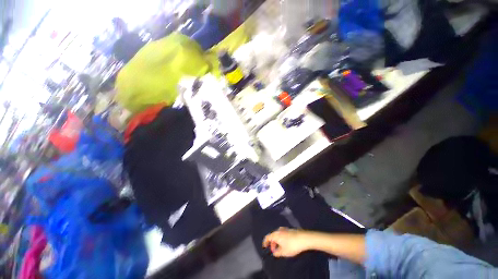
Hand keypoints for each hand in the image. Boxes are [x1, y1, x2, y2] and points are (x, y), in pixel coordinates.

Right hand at [262, 227, 309, 256]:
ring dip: (277, 241)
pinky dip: (281, 239)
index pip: (267, 237)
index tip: (264, 247)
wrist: (303, 238)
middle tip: (274, 250)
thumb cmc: (292, 245)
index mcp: (275, 235)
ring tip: (280, 249)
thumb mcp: (284, 252)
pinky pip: (282, 234)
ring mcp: (284, 229)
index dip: (265, 242)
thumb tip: (274, 252)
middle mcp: (278, 230)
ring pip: (278, 235)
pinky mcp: (289, 230)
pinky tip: (285, 244)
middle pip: (272, 236)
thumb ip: (277, 253)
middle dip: (272, 243)